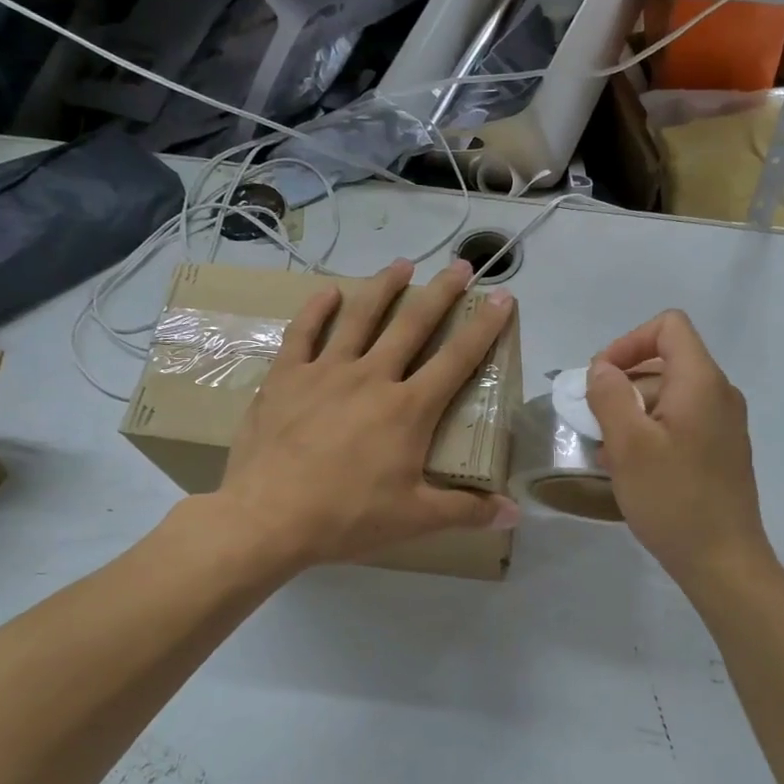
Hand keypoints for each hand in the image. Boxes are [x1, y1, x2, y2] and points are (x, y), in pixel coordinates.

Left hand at [218, 259, 518, 571]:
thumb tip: (514, 515)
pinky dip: (317, 309)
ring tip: (402, 264)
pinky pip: (304, 332)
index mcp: (409, 408)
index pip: (457, 359)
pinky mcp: (286, 377)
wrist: (268, 517)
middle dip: (441, 293)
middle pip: (413, 324)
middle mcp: (372, 377)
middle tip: (460, 266)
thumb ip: (466, 511)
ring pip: (360, 316)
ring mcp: (326, 372)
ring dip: (384, 287)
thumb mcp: (414, 518)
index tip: (502, 298)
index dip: (484, 327)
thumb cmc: (347, 517)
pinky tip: (328, 291)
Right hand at [586, 311, 773, 595]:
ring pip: (669, 397)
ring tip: (608, 453)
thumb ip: (609, 396)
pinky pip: (681, 424)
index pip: (668, 327)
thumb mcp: (628, 445)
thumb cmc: (673, 499)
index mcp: (701, 382)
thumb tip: (602, 369)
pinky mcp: (721, 451)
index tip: (600, 379)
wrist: (723, 561)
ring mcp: (724, 424)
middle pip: (665, 363)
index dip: (628, 342)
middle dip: (623, 385)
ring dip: (633, 414)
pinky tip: (631, 469)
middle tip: (595, 423)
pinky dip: (651, 433)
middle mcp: (719, 394)